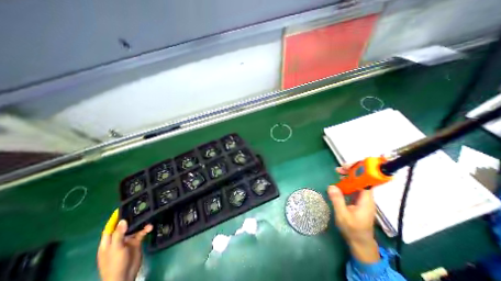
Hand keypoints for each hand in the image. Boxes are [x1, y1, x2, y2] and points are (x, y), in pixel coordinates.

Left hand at [96, 209, 152, 280]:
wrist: (124, 276)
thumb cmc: (115, 263)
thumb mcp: (115, 249)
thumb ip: (119, 234)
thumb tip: (123, 220)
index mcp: (108, 242)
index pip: (110, 228)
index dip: (114, 219)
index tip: (121, 208)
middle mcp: (118, 239)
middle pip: (124, 226)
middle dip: (131, 219)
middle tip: (140, 209)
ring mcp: (128, 241)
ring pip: (135, 228)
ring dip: (141, 224)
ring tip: (148, 218)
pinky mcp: (137, 242)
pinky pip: (142, 233)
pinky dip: (146, 229)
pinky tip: (150, 227)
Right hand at [328, 165, 377, 263]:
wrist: (360, 242)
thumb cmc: (352, 230)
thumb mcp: (343, 215)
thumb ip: (337, 200)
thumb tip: (331, 186)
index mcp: (366, 200)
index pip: (366, 182)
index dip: (358, 172)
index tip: (347, 167)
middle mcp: (366, 198)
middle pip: (362, 180)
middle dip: (351, 172)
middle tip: (338, 169)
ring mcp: (362, 199)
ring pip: (357, 183)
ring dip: (348, 176)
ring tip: (338, 172)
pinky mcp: (358, 201)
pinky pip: (353, 188)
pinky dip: (346, 183)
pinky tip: (339, 183)